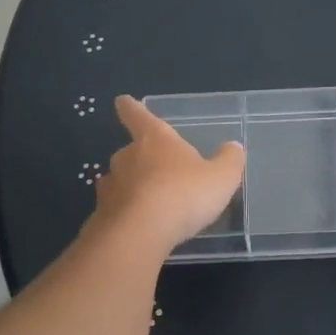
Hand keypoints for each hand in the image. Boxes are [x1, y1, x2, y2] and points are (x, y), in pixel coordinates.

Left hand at [92, 96, 245, 251]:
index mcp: (155, 139)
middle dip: (141, 159)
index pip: (138, 115)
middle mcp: (128, 156)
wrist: (139, 234)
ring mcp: (111, 185)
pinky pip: (113, 208)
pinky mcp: (102, 214)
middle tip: (158, 172)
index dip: (131, 108)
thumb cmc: (184, 195)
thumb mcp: (221, 177)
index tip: (122, 100)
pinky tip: (134, 225)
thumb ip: (229, 160)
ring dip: (131, 186)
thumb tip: (233, 147)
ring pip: (119, 180)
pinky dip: (122, 212)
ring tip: (147, 201)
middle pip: (130, 151)